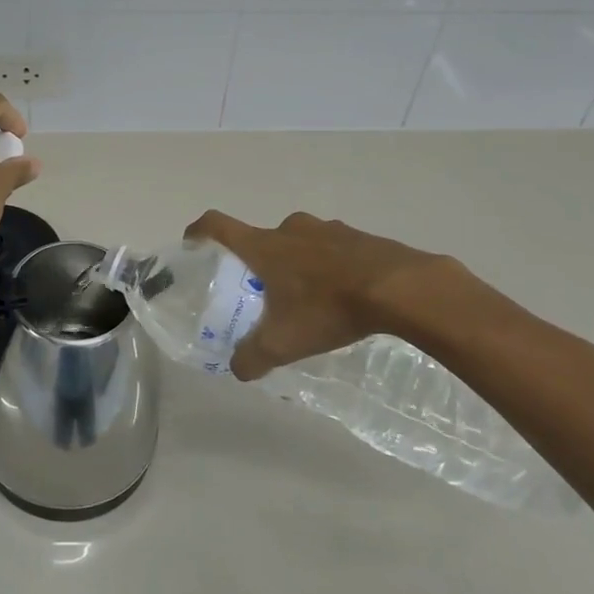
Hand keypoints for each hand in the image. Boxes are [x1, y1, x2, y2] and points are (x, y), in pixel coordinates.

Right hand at [184, 211, 469, 380]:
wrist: (400, 288)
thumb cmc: (328, 307)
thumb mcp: (283, 342)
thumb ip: (252, 356)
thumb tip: (237, 368)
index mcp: (263, 246)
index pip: (217, 225)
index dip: (199, 232)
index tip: (192, 243)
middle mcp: (290, 229)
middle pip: (261, 238)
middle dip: (258, 262)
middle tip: (264, 293)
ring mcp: (327, 228)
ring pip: (299, 242)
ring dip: (297, 263)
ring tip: (308, 298)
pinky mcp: (358, 236)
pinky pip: (332, 248)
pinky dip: (329, 266)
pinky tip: (343, 296)